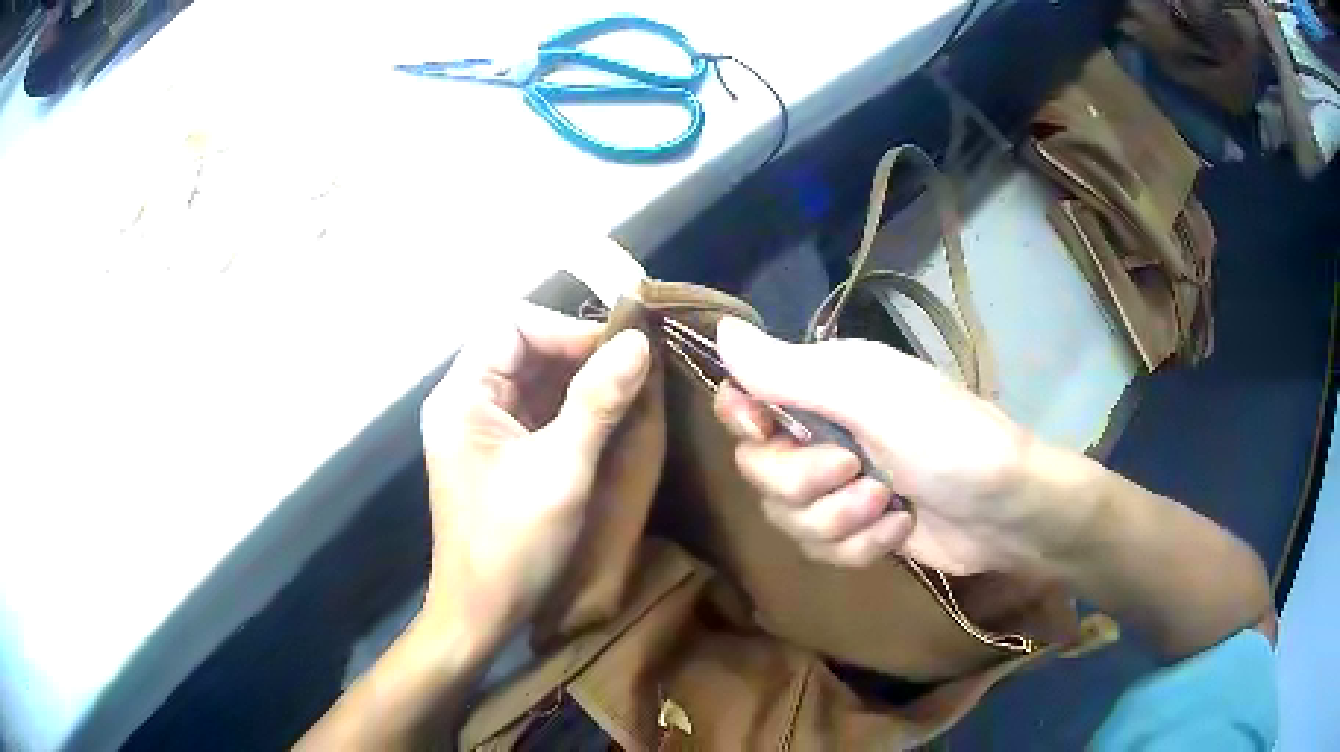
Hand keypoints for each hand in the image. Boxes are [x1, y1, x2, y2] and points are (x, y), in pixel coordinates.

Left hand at [419, 302, 649, 636]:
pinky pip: (538, 410)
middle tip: (634, 368)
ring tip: (631, 388)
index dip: (566, 329)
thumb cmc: (513, 544)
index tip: (619, 351)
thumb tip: (640, 341)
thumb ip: (598, 401)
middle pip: (523, 347)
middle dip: (578, 352)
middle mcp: (466, 401)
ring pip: (535, 378)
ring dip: (580, 379)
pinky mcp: (501, 452)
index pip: (512, 325)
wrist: (483, 613)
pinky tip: (609, 415)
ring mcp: (482, 428)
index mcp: (463, 395)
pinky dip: (574, 406)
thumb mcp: (561, 469)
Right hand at [714, 318, 1065, 574]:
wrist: (1006, 508)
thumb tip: (719, 331)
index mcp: (822, 388)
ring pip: (787, 518)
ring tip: (889, 505)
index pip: (744, 398)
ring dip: (839, 519)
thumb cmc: (946, 437)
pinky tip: (899, 527)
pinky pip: (820, 549)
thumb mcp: (869, 395)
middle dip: (804, 483)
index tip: (765, 428)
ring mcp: (839, 488)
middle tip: (855, 470)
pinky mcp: (856, 531)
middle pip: (759, 471)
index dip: (742, 419)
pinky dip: (860, 544)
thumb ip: (791, 370)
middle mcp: (822, 434)